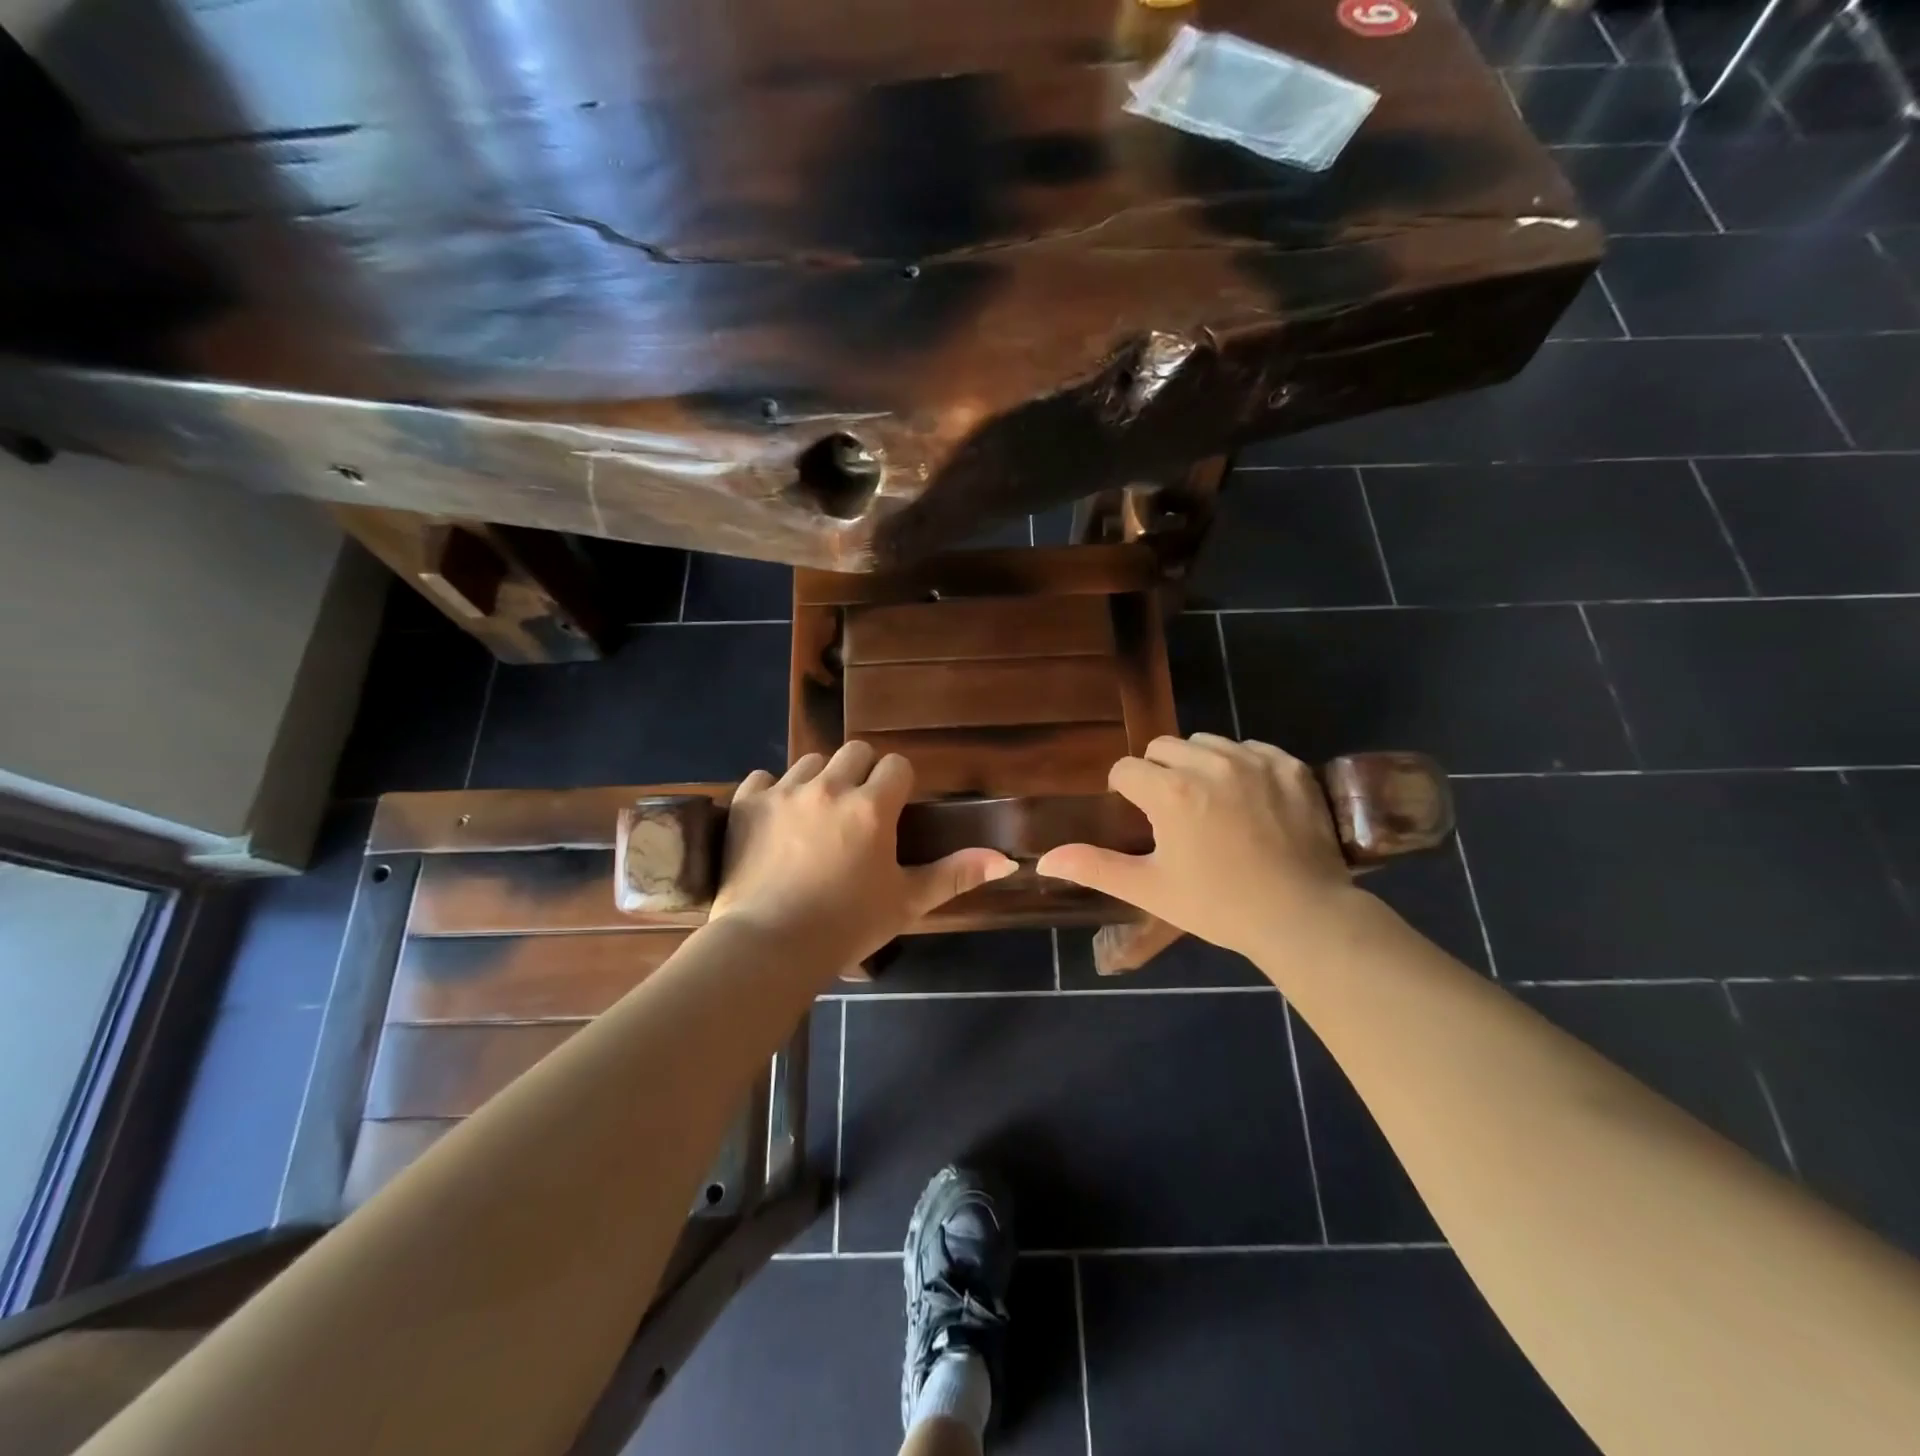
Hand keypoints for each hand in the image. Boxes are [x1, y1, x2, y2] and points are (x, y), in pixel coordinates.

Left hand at [710, 742, 1016, 969]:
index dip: (898, 785)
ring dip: (820, 781)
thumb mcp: (907, 902)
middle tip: (857, 813)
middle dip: (862, 774)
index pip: (896, 765)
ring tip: (816, 817)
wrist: (768, 947)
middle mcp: (829, 787)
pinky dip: (772, 793)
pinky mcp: (747, 803)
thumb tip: (1006, 860)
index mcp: (871, 807)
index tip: (892, 812)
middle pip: (855, 751)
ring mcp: (784, 792)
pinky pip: (763, 777)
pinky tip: (775, 821)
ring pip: (811, 762)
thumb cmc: (846, 927)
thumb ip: (955, 874)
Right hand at [1036, 734, 1357, 958]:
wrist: (1304, 917)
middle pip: (1163, 747)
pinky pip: (1249, 748)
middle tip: (1173, 812)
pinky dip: (1241, 765)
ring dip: (1198, 765)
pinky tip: (1249, 801)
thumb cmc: (1219, 905)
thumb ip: (1094, 867)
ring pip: (1206, 743)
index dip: (1125, 792)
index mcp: (1171, 792)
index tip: (1140, 817)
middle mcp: (1210, 763)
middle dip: (1158, 773)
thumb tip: (1043, 861)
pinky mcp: (1289, 765)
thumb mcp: (1150, 889)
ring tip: (1211, 804)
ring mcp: (1254, 760)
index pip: (1126, 769)